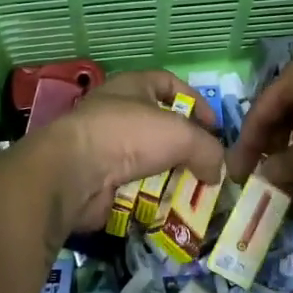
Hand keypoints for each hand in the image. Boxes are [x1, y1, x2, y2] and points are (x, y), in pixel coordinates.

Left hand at [23, 70, 223, 240]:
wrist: (75, 173)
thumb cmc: (129, 135)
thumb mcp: (181, 134)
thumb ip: (208, 149)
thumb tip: (217, 171)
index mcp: (132, 86)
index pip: (170, 83)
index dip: (196, 101)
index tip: (215, 127)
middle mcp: (117, 112)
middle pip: (160, 127)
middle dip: (185, 147)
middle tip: (207, 167)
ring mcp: (105, 147)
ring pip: (149, 160)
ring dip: (171, 176)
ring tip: (194, 194)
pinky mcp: (100, 179)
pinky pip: (135, 187)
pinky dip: (152, 198)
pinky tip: (170, 209)